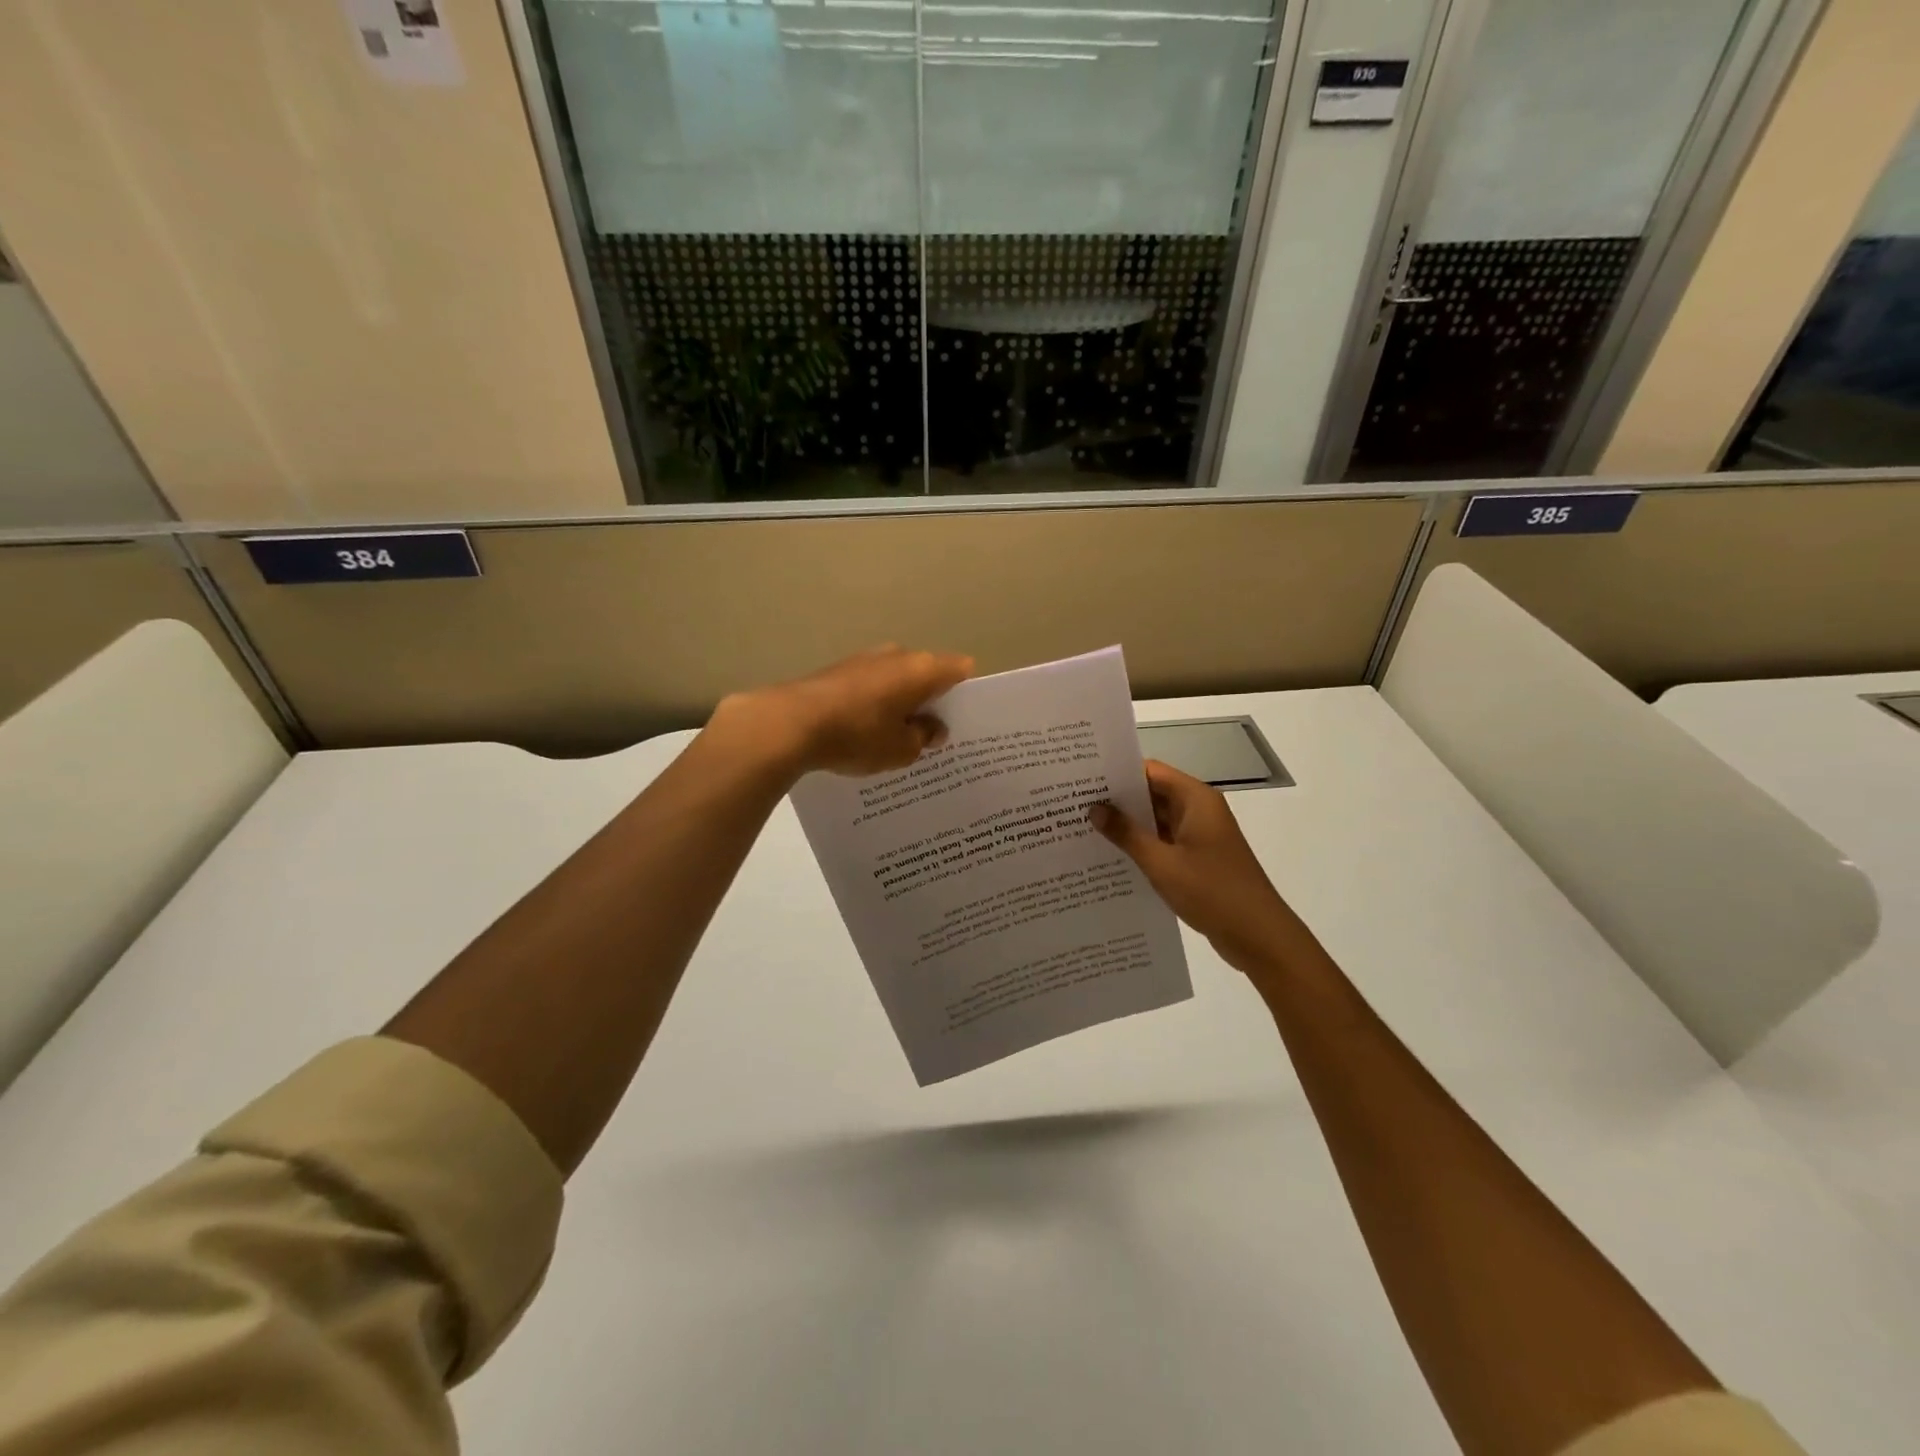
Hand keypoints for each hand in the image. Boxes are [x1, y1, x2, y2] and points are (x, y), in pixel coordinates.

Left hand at [713, 646, 974, 778]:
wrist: (790, 723)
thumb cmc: (858, 735)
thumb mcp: (901, 749)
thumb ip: (924, 737)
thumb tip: (932, 728)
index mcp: (921, 669)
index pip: (959, 670)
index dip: (965, 694)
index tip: (962, 720)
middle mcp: (896, 655)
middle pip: (926, 674)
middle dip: (931, 700)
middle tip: (931, 736)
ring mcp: (864, 659)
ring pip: (896, 680)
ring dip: (900, 702)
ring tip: (897, 737)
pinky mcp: (838, 670)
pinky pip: (870, 686)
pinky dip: (874, 704)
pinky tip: (866, 731)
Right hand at [1090, 760, 1309, 977]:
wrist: (1259, 936)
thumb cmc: (1212, 892)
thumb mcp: (1162, 863)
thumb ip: (1126, 834)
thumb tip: (1095, 808)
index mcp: (1196, 799)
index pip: (1150, 771)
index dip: (1117, 772)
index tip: (1082, 779)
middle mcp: (1199, 810)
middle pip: (1152, 793)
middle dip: (1117, 800)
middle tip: (1074, 805)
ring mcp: (1200, 835)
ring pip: (1157, 820)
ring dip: (1128, 825)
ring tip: (1084, 829)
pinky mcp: (1199, 858)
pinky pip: (1164, 842)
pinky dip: (1142, 845)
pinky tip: (1111, 856)